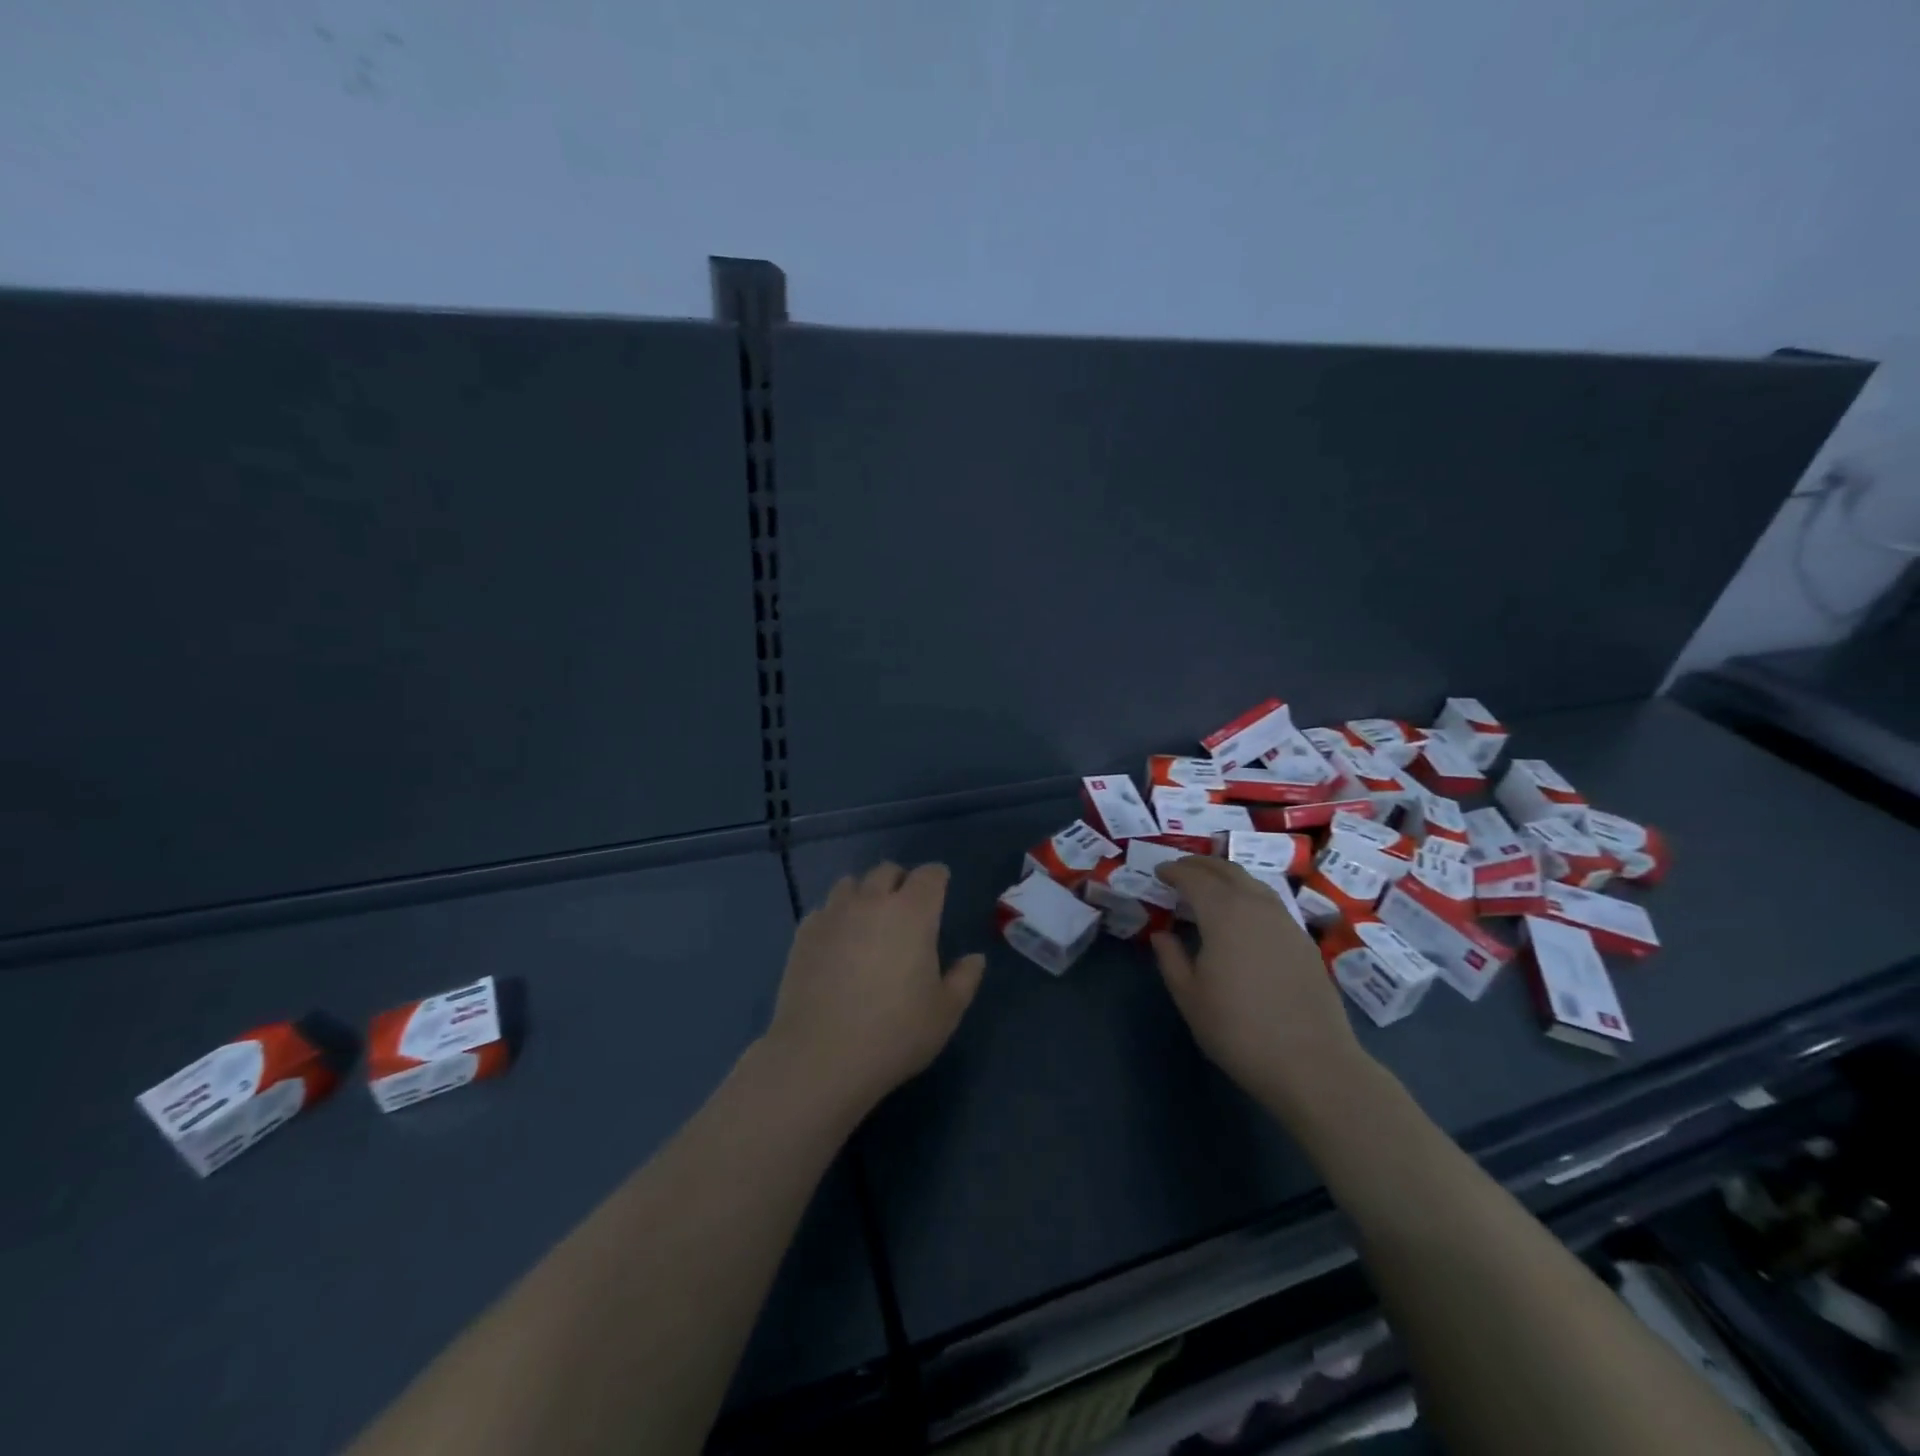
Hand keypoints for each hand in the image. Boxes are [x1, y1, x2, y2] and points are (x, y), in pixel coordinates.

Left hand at [763, 861, 984, 1120]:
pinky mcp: (804, 933)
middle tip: (906, 907)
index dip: (937, 878)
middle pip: (887, 870)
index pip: (930, 875)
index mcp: (913, 913)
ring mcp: (834, 914)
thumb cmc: (894, 1033)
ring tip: (868, 920)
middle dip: (900, 881)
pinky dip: (835, 916)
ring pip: (851, 883)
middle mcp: (872, 902)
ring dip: (864, 893)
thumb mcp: (945, 1013)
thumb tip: (974, 958)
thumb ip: (964, 979)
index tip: (941, 889)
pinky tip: (837, 942)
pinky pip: (824, 909)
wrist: (820, 1056)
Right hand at [1151, 857, 1366, 1113]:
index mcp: (1224, 913)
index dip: (1174, 871)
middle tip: (1181, 869)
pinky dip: (1248, 894)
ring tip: (1210, 885)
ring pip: (1253, 882)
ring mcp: (1286, 921)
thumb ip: (1171, 959)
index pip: (1194, 878)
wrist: (1312, 1063)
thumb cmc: (1239, 1029)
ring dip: (1227, 876)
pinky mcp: (1304, 941)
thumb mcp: (1190, 997)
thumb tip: (1162, 934)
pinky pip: (1270, 902)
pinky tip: (1243, 914)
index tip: (1159, 871)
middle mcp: (1256, 906)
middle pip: (1227, 870)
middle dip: (1201, 865)